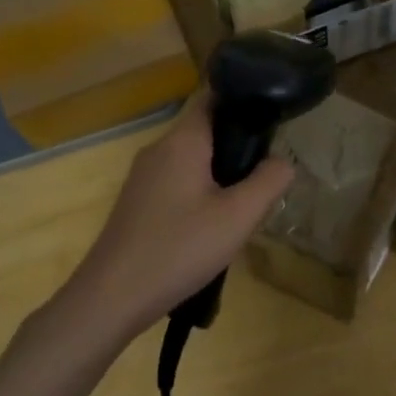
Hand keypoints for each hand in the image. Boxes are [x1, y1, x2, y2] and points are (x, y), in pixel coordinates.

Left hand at [64, 91, 293, 340]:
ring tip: (244, 205)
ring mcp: (143, 177)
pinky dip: (200, 192)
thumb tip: (284, 161)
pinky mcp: (137, 202)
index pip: (214, 96)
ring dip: (220, 173)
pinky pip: (177, 182)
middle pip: (206, 129)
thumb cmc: (179, 249)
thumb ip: (269, 181)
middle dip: (238, 145)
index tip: (272, 118)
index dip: (244, 100)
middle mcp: (159, 149)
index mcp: (182, 140)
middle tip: (265, 174)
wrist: (110, 299)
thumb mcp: (238, 217)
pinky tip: (211, 226)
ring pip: (192, 159)